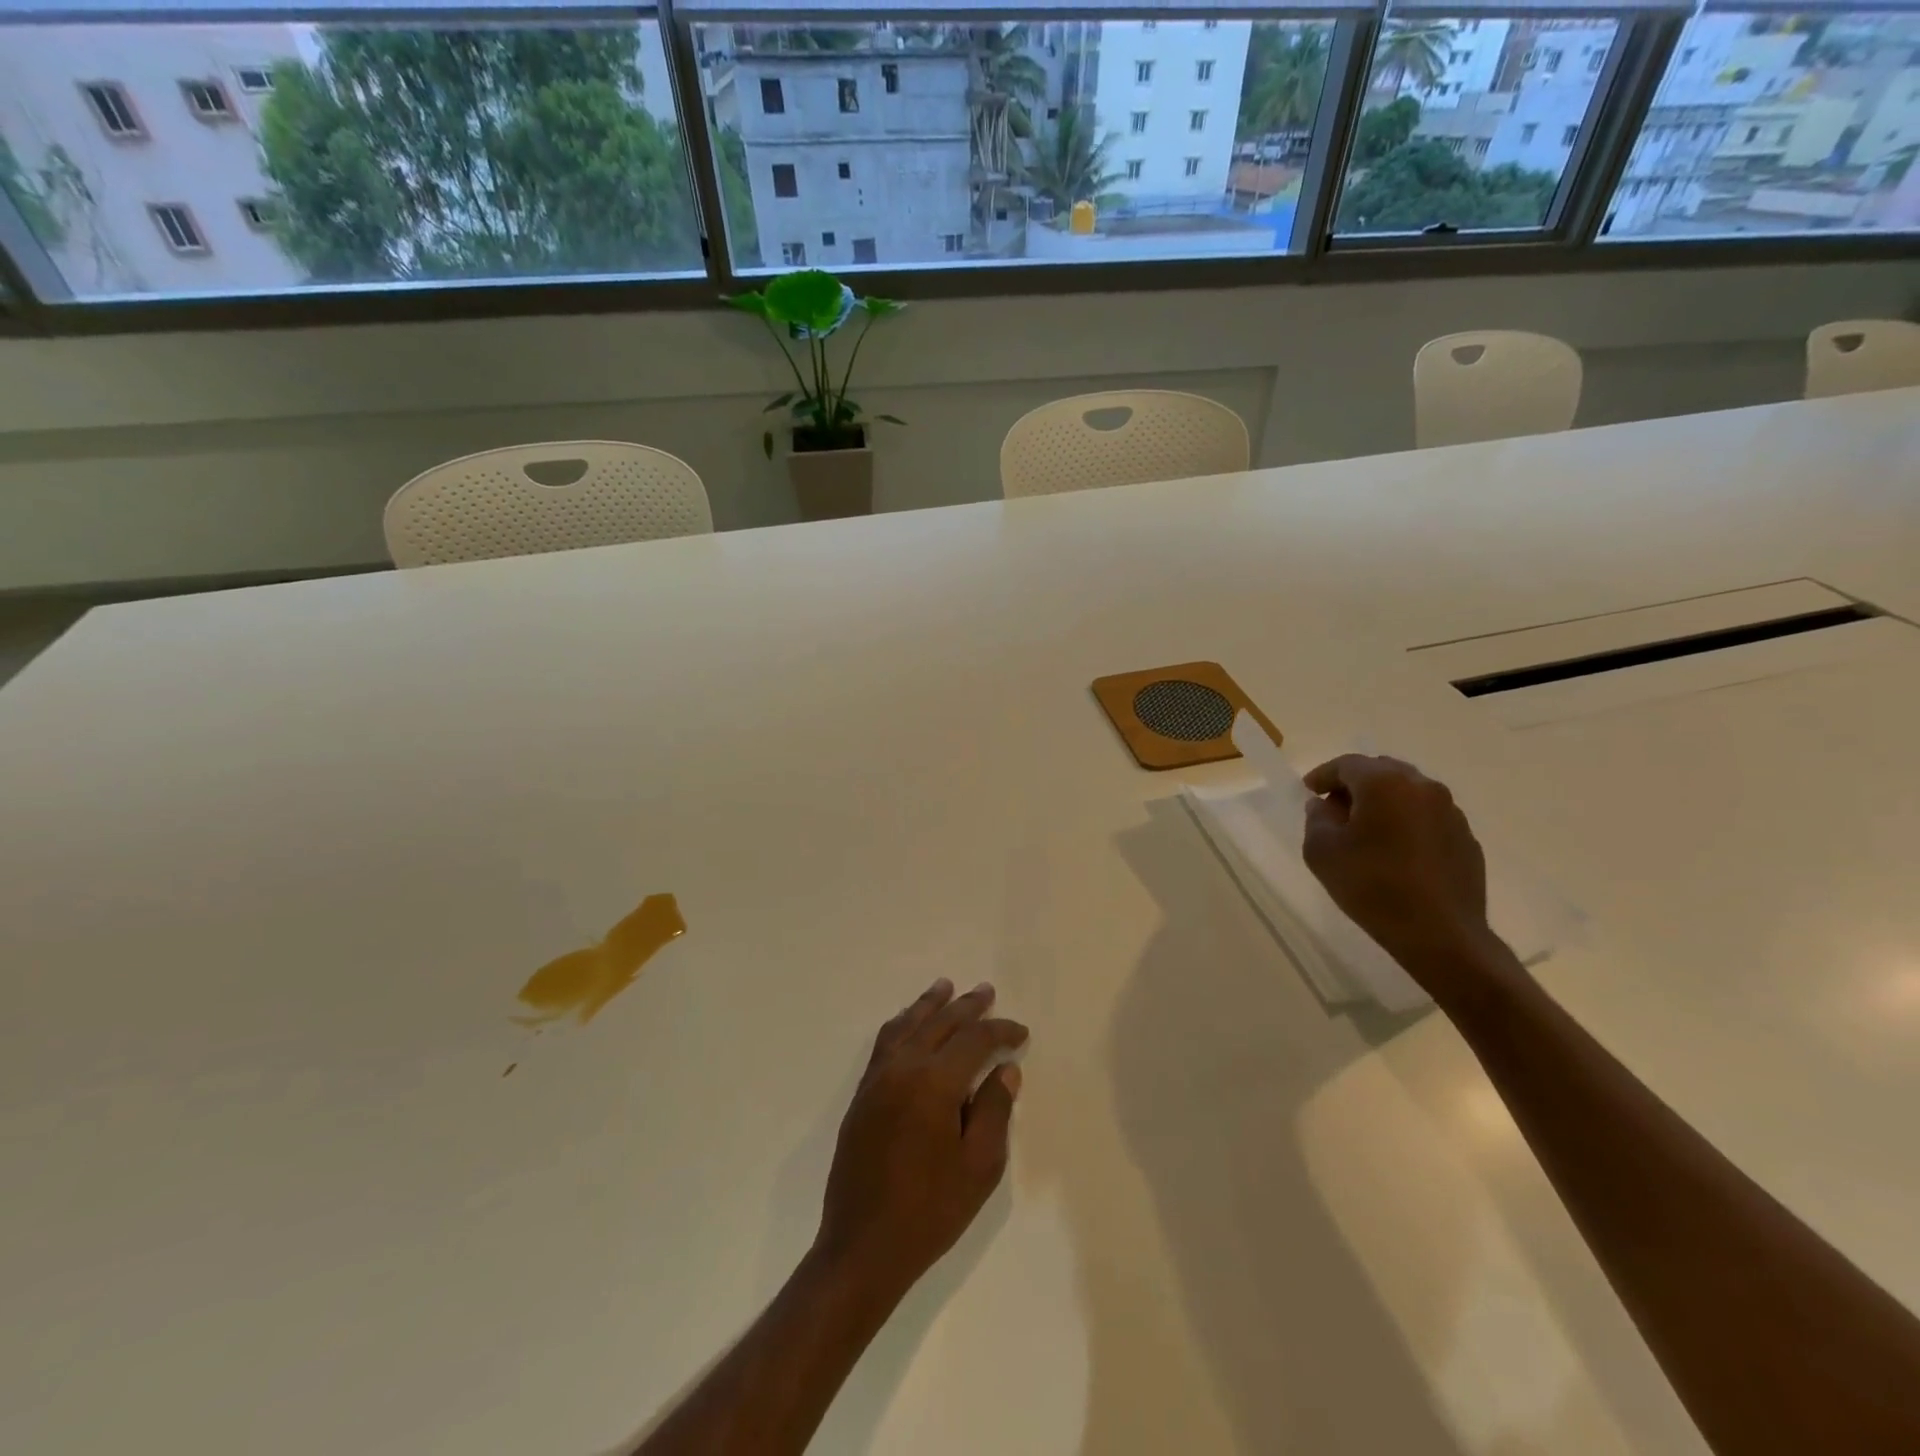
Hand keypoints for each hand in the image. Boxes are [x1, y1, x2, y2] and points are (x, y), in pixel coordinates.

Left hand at [814, 980, 1027, 1305]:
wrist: (863, 1246)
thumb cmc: (931, 1210)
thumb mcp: (980, 1166)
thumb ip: (994, 1109)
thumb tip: (1004, 1068)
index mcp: (935, 1082)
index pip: (973, 1040)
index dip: (1000, 1030)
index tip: (1021, 1032)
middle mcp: (903, 1068)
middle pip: (938, 1022)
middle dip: (966, 1006)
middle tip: (986, 991)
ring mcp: (877, 1079)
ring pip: (906, 1025)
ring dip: (929, 1004)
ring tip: (945, 987)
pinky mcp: (862, 1095)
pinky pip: (885, 1043)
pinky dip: (903, 1024)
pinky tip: (910, 1023)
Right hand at [1302, 754, 1509, 1003]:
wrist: (1440, 934)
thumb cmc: (1372, 886)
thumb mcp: (1322, 851)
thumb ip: (1317, 819)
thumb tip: (1324, 805)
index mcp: (1384, 784)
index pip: (1347, 764)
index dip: (1323, 775)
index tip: (1309, 791)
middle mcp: (1422, 787)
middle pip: (1382, 771)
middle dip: (1355, 785)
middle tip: (1335, 809)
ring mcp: (1450, 812)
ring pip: (1408, 793)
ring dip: (1384, 803)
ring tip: (1366, 832)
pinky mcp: (1466, 838)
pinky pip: (1428, 818)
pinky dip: (1407, 823)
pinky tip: (1396, 853)